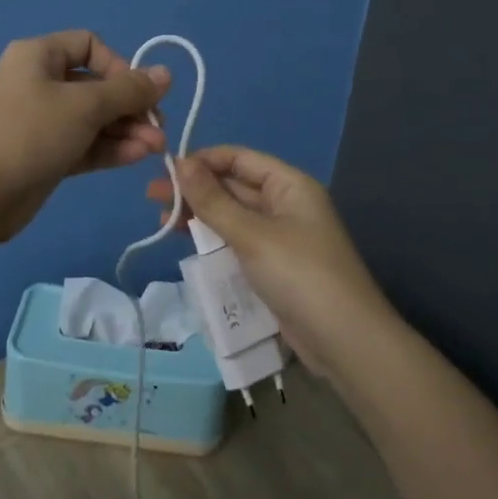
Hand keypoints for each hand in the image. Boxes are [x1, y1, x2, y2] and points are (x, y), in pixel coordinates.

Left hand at [0, 30, 170, 241]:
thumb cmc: (30, 133)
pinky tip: (136, 157)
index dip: (119, 65)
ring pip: (93, 119)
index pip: (89, 45)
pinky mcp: (45, 154)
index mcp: (39, 56)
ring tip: (155, 149)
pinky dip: (109, 148)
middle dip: (131, 107)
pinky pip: (84, 144)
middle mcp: (39, 82)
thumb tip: (165, 74)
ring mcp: (41, 121)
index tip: (137, 92)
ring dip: (126, 130)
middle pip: (96, 86)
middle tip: (158, 129)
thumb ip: (129, 90)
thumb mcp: (85, 106)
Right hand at [146, 146, 395, 374]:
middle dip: (195, 190)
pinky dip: (214, 240)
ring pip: (233, 216)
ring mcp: (281, 237)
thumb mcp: (252, 234)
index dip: (203, 160)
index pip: (239, 158)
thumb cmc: (299, 274)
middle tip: (152, 198)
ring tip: (162, 221)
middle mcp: (286, 204)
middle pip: (234, 186)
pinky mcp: (274, 266)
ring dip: (201, 216)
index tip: (165, 170)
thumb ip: (213, 200)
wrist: (345, 340)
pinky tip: (188, 244)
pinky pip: (239, 242)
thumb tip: (180, 163)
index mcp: (289, 185)